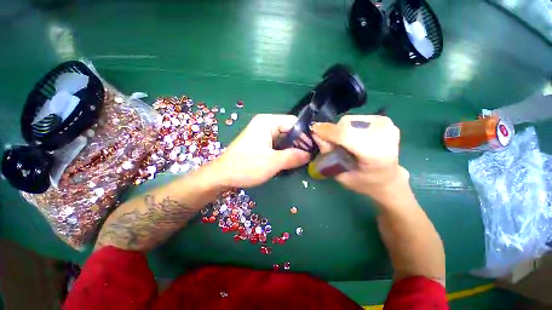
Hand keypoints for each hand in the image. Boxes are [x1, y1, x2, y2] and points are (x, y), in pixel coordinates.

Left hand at [209, 114, 309, 187]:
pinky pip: (277, 144)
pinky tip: (290, 160)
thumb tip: (309, 155)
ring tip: (302, 160)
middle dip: (299, 143)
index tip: (314, 148)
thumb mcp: (272, 162)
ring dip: (292, 148)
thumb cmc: (246, 166)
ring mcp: (262, 133)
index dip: (305, 134)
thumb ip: (292, 157)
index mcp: (267, 122)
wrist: (222, 175)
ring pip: (284, 138)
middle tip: (309, 157)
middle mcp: (265, 124)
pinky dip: (284, 151)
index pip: (293, 122)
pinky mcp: (260, 142)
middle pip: (289, 130)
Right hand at [312, 115, 408, 201]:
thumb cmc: (364, 182)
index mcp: (375, 154)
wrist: (389, 179)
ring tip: (344, 143)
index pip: (346, 135)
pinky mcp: (385, 119)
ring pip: (350, 119)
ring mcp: (386, 125)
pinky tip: (354, 138)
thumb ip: (328, 154)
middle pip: (346, 124)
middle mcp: (385, 134)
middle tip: (330, 144)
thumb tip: (316, 134)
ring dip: (340, 129)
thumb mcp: (341, 175)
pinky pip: (356, 119)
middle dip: (333, 132)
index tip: (313, 130)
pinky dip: (349, 127)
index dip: (327, 131)